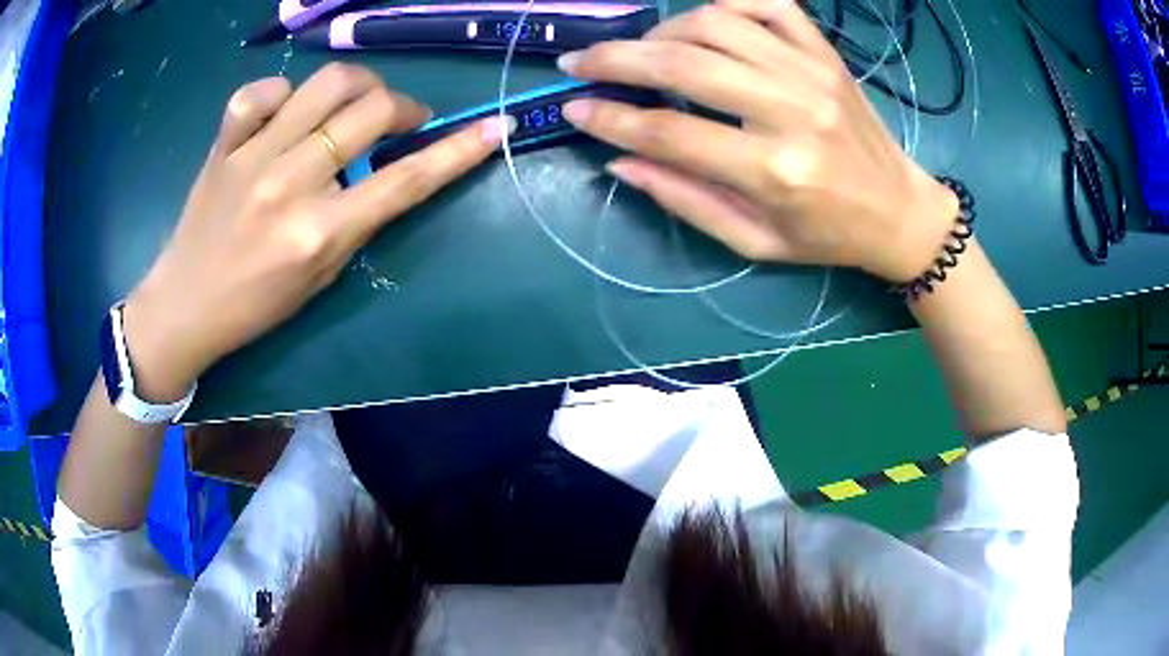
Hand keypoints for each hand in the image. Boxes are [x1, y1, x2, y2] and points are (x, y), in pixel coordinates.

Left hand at [122, 64, 511, 400]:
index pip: (405, 180)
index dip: (458, 150)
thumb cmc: (257, 304)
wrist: (186, 305)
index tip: (494, 126)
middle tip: (399, 119)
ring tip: (353, 102)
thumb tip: (387, 165)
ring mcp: (252, 157)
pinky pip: (260, 91)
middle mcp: (289, 185)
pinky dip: (281, 91)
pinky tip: (286, 108)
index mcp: (319, 233)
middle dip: (401, 106)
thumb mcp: (321, 276)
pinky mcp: (223, 144)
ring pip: (325, 84)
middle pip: (370, 111)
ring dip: (357, 85)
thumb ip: (357, 219)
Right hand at [557, 0, 958, 283]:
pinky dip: (725, 3)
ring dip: (663, 30)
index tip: (575, 108)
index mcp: (774, 171)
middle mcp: (791, 109)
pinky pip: (767, 4)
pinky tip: (703, 22)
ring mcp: (811, 71)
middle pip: (684, 64)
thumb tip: (619, 160)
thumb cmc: (826, 235)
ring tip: (643, 51)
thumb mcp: (754, 242)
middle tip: (580, 61)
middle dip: (617, 59)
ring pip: (715, 22)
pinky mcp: (825, 52)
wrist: (898, 211)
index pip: (669, 132)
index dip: (611, 118)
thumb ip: (685, 200)